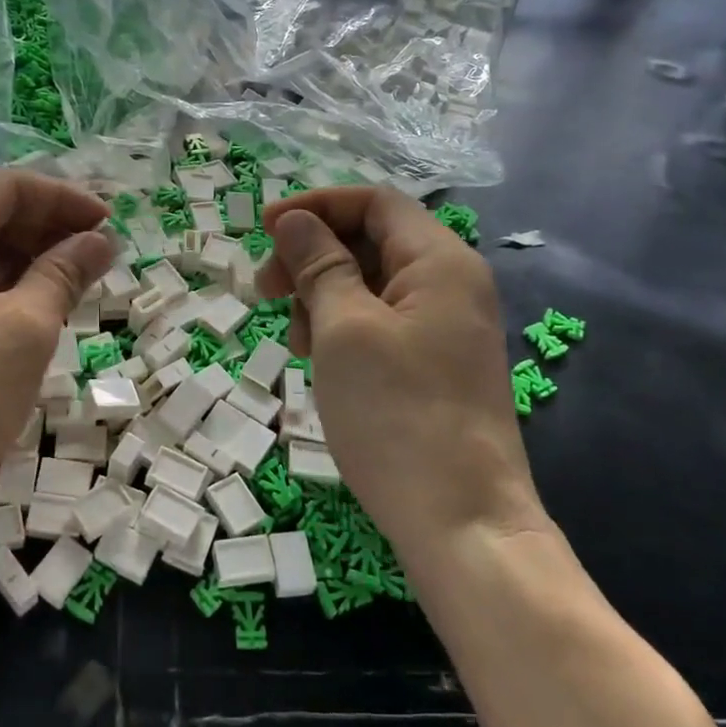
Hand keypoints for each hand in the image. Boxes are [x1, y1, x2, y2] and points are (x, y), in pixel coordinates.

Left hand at [0, 170, 113, 537]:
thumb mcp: (25, 330)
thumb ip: (64, 273)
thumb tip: (101, 240)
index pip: (7, 187)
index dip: (65, 198)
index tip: (111, 222)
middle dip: (49, 227)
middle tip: (102, 253)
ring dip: (29, 259)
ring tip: (79, 281)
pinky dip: (3, 289)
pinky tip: (37, 309)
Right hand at [257, 187, 546, 555]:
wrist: (462, 524)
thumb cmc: (397, 414)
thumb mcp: (344, 329)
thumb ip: (319, 265)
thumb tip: (294, 219)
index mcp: (439, 261)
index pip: (373, 202)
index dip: (315, 206)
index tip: (263, 229)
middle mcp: (449, 285)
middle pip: (370, 241)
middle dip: (312, 257)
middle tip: (265, 290)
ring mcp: (445, 328)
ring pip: (370, 285)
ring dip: (322, 298)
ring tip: (296, 341)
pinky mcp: (434, 365)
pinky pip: (381, 324)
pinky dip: (342, 330)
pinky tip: (319, 361)